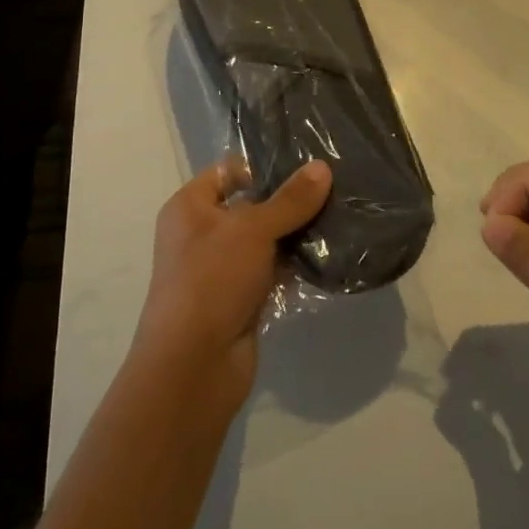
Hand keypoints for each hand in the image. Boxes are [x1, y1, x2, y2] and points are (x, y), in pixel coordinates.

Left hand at [134, 158, 333, 401]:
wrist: (193, 366)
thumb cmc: (212, 279)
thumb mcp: (253, 229)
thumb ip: (290, 200)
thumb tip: (322, 167)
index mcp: (189, 207)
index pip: (229, 171)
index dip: (264, 165)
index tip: (307, 162)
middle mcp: (201, 234)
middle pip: (250, 206)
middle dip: (287, 200)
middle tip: (333, 187)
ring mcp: (220, 269)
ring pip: (264, 241)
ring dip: (294, 234)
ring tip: (338, 216)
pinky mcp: (239, 299)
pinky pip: (270, 271)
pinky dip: (293, 266)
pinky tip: (327, 255)